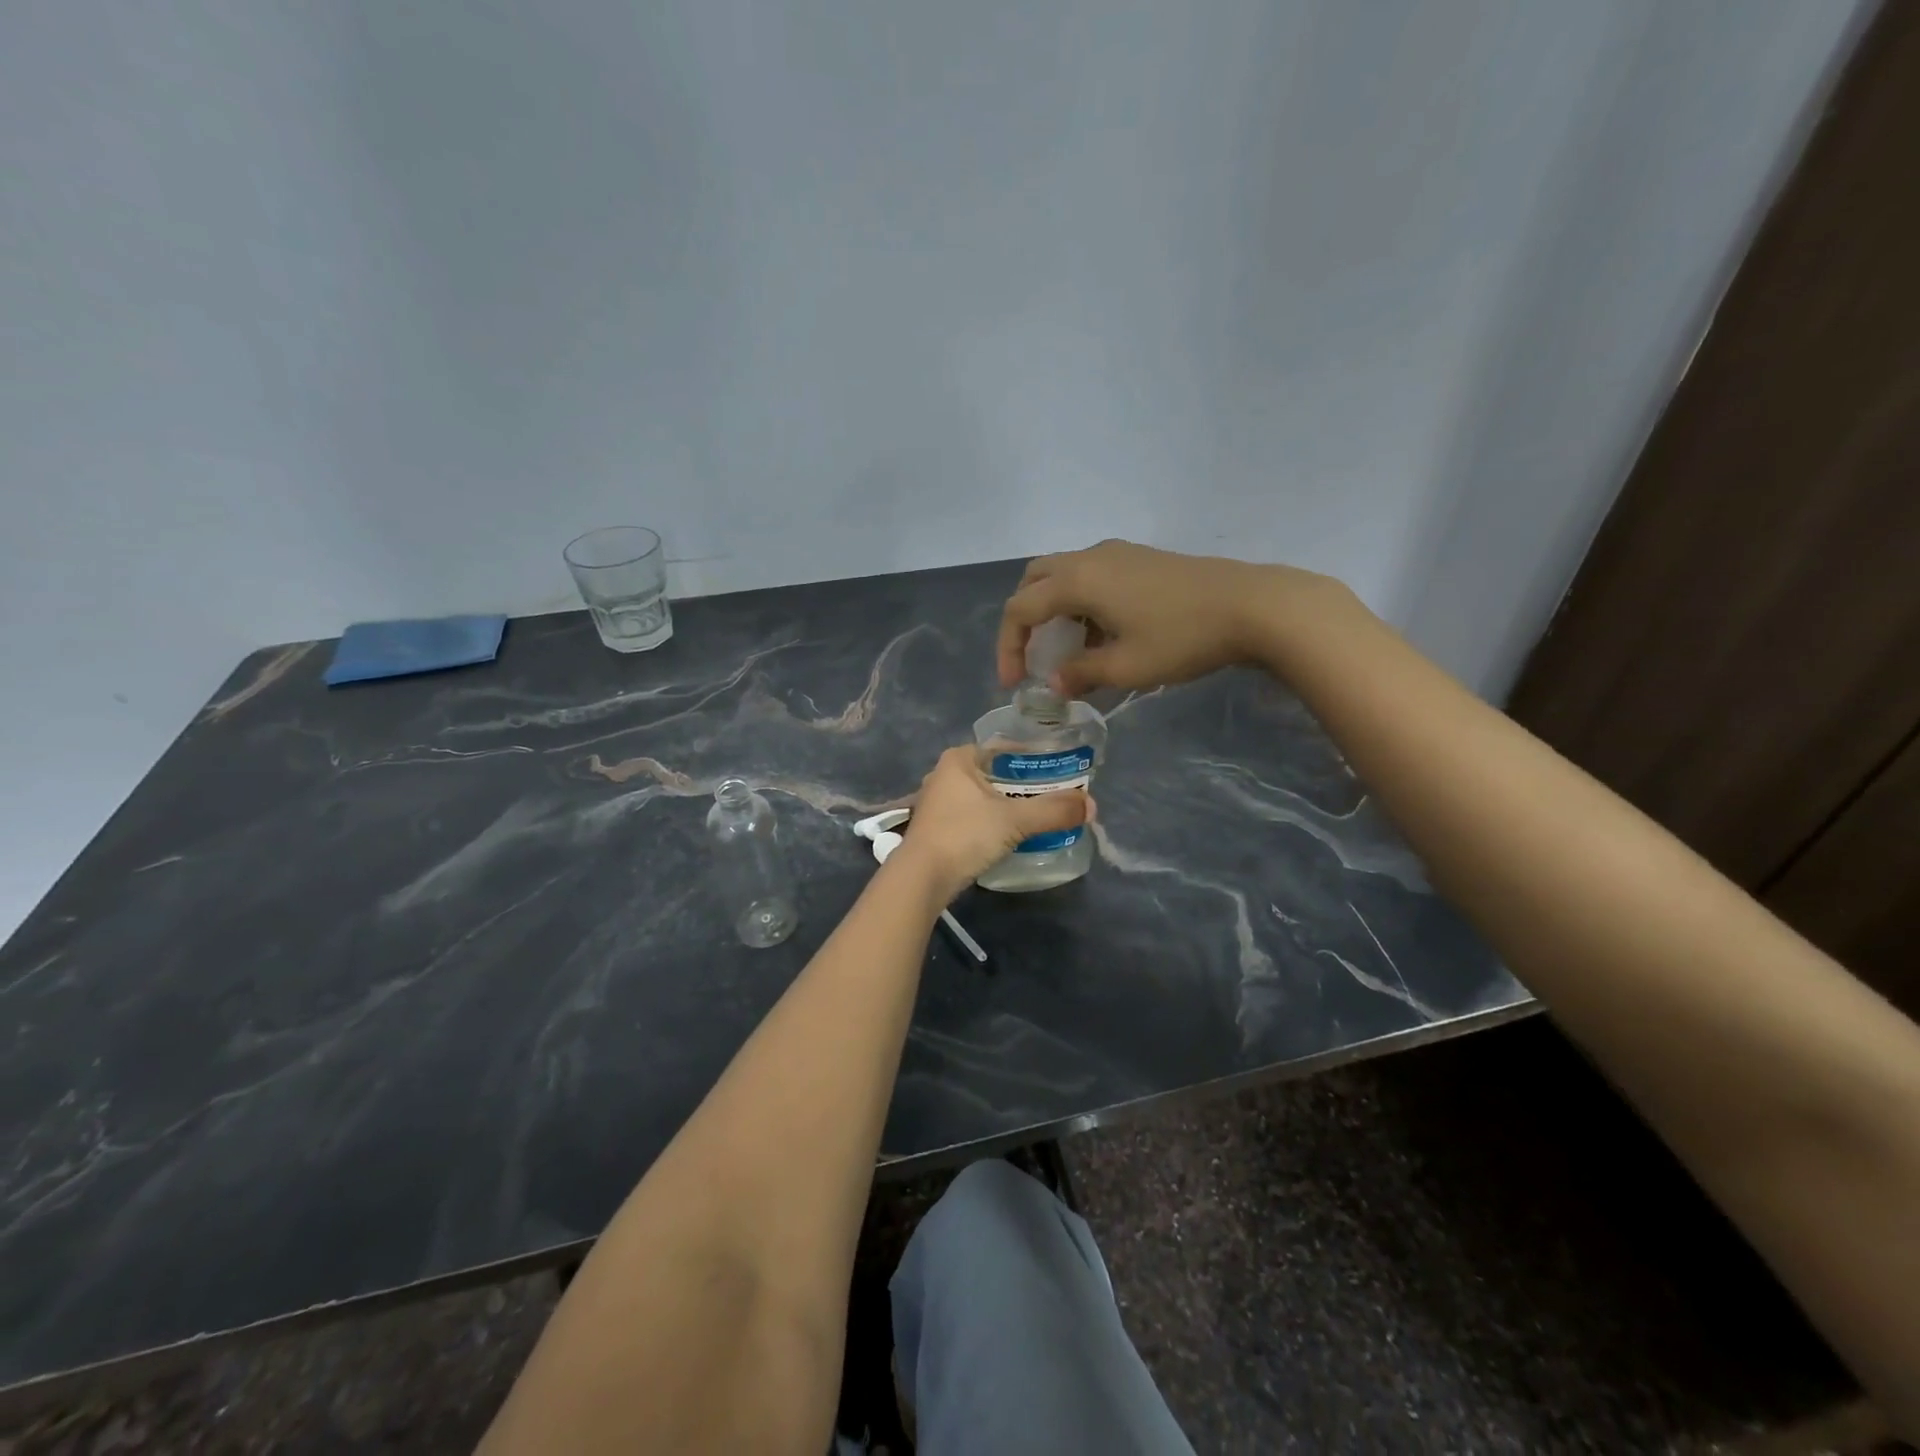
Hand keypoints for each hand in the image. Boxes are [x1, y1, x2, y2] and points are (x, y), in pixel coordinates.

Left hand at [891, 747, 1089, 901]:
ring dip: (1009, 805)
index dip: (1033, 756)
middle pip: (995, 773)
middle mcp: (944, 775)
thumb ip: (1053, 811)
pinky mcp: (937, 829)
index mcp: (958, 759)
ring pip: (984, 797)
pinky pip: (974, 817)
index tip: (1059, 769)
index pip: (1003, 748)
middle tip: (1056, 794)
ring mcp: (937, 804)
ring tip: (1040, 814)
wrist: (921, 878)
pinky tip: (1012, 834)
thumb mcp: (1014, 820)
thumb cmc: (964, 835)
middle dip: (1024, 784)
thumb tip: (1092, 806)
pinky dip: (994, 822)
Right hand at [995, 539, 1336, 696]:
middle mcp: (1090, 558)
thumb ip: (1080, 674)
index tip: (1015, 684)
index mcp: (1077, 581)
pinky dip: (1081, 604)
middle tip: (1033, 655)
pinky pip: (1093, 577)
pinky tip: (1104, 636)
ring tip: (1070, 652)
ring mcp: (1118, 554)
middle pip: (1035, 580)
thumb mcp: (1125, 667)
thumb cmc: (1181, 638)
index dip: (1009, 647)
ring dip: (1055, 611)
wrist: (1252, 605)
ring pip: (1065, 575)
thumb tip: (1055, 683)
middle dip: (1025, 619)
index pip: (1020, 609)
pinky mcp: (1141, 560)